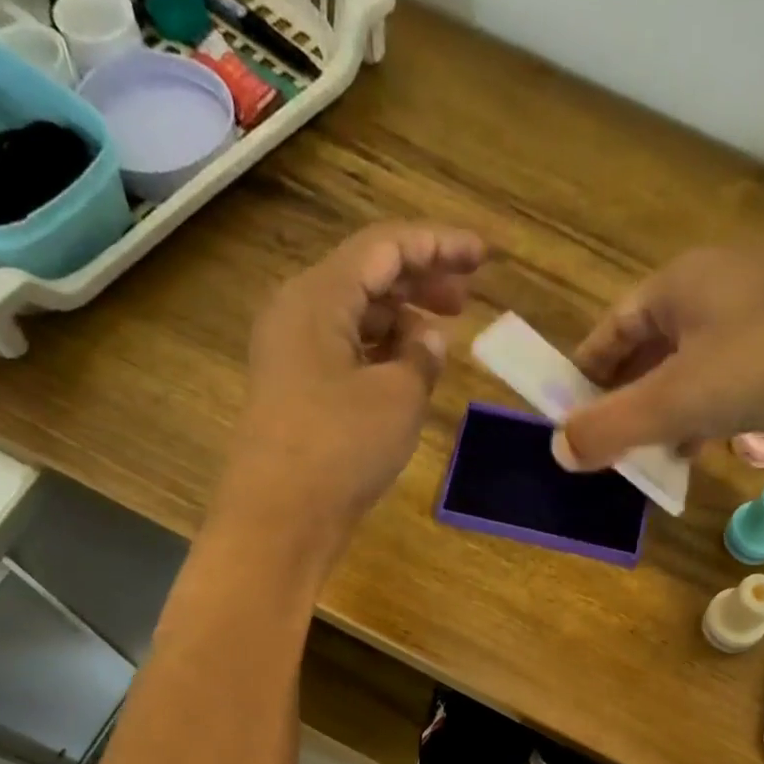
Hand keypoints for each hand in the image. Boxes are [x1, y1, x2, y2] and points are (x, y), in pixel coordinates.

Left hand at [213, 222, 484, 561]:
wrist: (279, 519)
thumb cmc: (339, 448)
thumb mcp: (397, 398)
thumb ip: (421, 359)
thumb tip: (429, 340)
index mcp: (318, 296)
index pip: (385, 248)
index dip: (439, 245)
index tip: (484, 255)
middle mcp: (298, 314)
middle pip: (366, 277)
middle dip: (420, 281)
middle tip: (467, 298)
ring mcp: (292, 355)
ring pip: (355, 318)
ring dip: (400, 320)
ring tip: (442, 338)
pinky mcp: (296, 392)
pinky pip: (344, 353)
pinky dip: (380, 353)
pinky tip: (408, 371)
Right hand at [553, 247, 763, 472]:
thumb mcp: (674, 400)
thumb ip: (610, 427)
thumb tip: (557, 451)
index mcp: (683, 283)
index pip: (613, 327)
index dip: (585, 373)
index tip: (567, 416)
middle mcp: (720, 292)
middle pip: (651, 351)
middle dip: (625, 401)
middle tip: (603, 446)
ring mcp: (762, 322)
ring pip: (692, 373)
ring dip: (664, 416)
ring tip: (644, 457)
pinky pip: (730, 388)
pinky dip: (706, 419)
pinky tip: (699, 451)